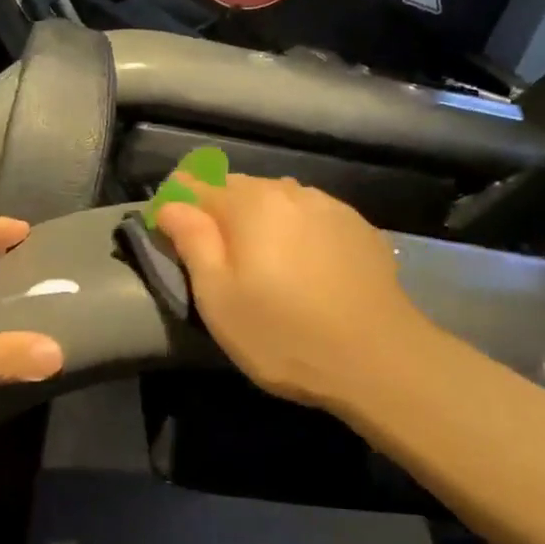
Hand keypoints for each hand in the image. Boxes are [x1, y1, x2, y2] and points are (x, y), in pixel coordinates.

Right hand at [155, 174, 424, 412]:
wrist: (378, 357)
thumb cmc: (283, 334)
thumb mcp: (219, 298)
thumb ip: (192, 242)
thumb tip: (171, 203)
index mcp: (249, 204)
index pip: (196, 186)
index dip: (175, 202)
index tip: (166, 227)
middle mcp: (290, 192)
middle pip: (240, 188)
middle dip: (218, 209)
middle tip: (210, 249)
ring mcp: (330, 207)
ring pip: (279, 199)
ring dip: (260, 217)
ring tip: (257, 254)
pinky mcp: (359, 229)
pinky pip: (312, 216)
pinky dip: (296, 229)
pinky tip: (302, 262)